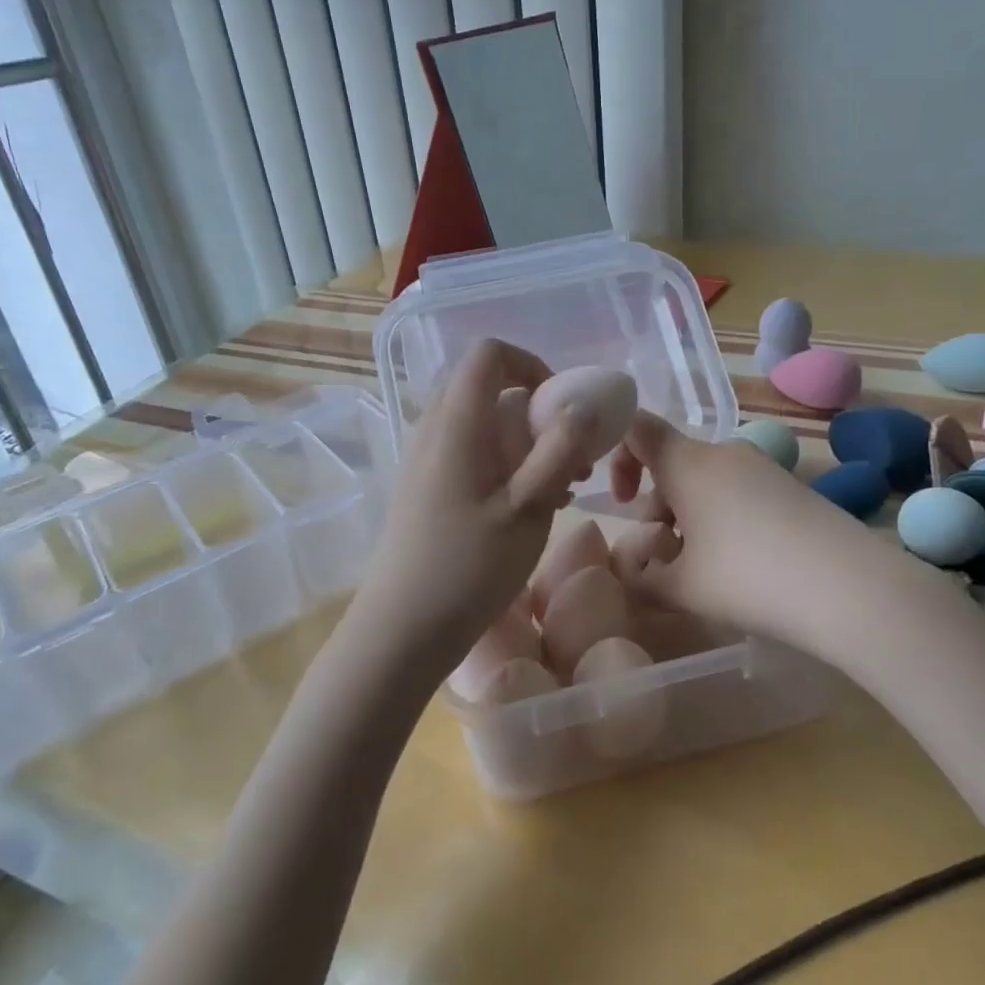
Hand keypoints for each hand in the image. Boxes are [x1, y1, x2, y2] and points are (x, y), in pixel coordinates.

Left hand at [347, 340, 594, 688]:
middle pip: (489, 388)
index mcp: (457, 423)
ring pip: (483, 424)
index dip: (532, 365)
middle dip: (537, 411)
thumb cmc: (468, 568)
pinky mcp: (426, 487)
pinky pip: (471, 452)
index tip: (563, 407)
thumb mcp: (527, 509)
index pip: (490, 354)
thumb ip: (559, 451)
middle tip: (570, 455)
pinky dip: (506, 464)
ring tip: (560, 489)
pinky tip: (529, 507)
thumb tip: (583, 405)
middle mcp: (435, 430)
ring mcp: (426, 459)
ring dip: (526, 442)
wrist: (401, 629)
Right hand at [609, 411, 868, 646]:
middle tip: (665, 555)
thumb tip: (631, 568)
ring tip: (703, 568)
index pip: (636, 428)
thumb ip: (640, 577)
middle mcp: (723, 452)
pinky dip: (723, 518)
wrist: (851, 587)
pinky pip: (738, 491)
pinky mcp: (790, 486)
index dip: (617, 456)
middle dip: (656, 505)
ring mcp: (762, 466)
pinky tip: (742, 564)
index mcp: (687, 463)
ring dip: (689, 516)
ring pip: (705, 480)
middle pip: (672, 463)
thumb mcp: (681, 588)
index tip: (621, 501)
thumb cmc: (749, 579)